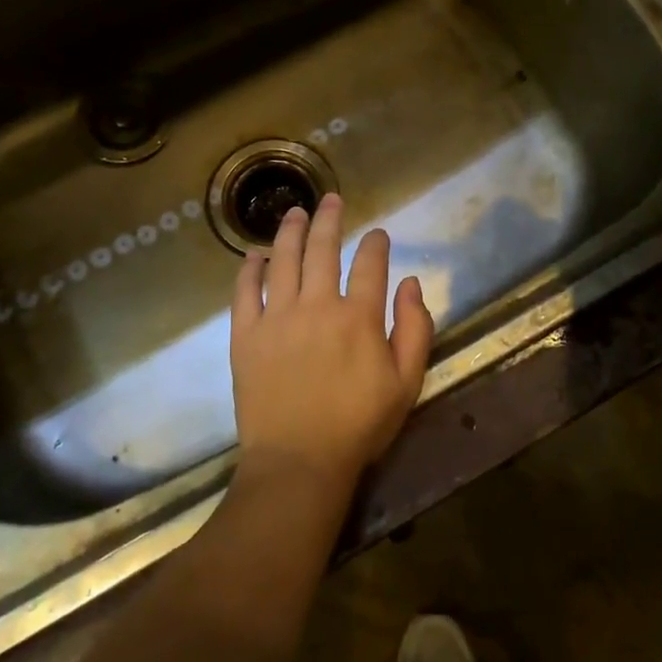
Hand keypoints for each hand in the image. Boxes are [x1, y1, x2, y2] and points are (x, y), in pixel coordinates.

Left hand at [230, 194, 434, 496]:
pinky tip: (255, 254)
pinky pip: (245, 291)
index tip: (377, 234)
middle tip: (331, 200)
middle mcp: (317, 305)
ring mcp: (276, 317)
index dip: (376, 245)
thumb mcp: (406, 383)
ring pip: (284, 260)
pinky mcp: (246, 334)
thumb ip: (415, 329)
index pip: (370, 265)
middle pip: (323, 249)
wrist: (298, 462)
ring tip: (295, 212)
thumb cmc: (358, 426)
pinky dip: (251, 268)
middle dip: (329, 220)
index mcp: (358, 317)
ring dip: (290, 231)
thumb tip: (410, 282)